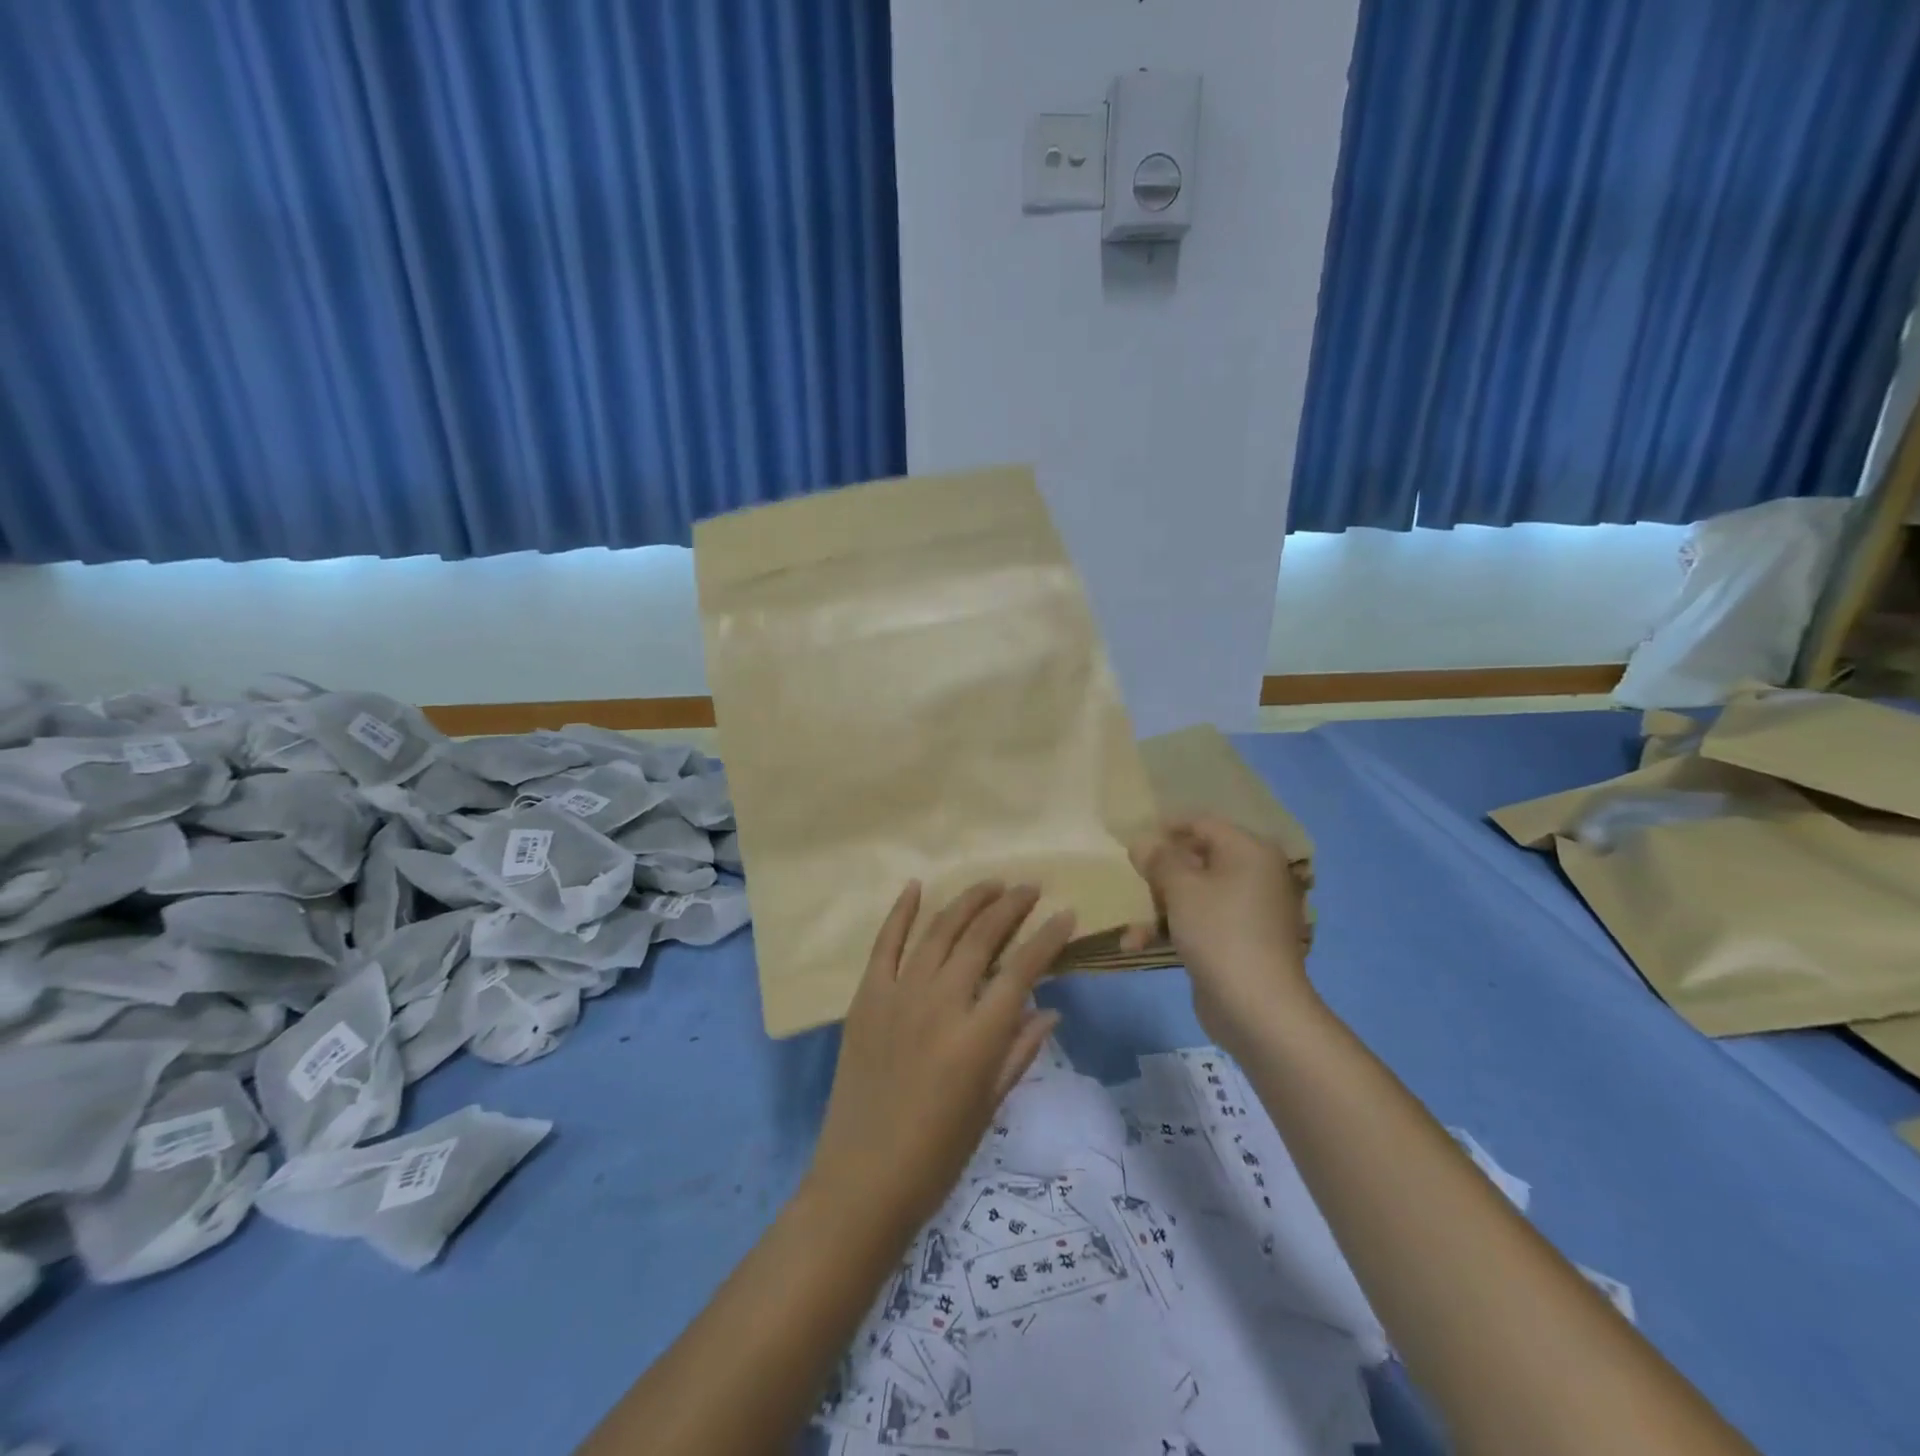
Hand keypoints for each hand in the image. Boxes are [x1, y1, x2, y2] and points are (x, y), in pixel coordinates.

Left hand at [807, 881, 1074, 1235]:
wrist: (862, 1180)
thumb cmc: (937, 1155)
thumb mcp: (990, 1106)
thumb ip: (1019, 1051)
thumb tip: (1049, 1008)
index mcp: (977, 1036)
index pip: (1022, 970)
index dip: (1048, 938)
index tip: (1066, 914)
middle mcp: (940, 1003)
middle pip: (980, 938)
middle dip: (1010, 906)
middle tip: (1029, 888)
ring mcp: (898, 995)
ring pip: (938, 930)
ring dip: (967, 902)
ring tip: (991, 884)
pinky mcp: (866, 998)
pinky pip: (885, 944)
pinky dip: (900, 912)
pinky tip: (916, 886)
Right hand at [1128, 815, 1316, 1055]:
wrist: (1258, 1008)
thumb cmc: (1219, 932)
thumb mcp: (1180, 888)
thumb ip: (1159, 859)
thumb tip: (1143, 842)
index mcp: (1249, 851)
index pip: (1203, 823)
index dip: (1166, 828)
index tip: (1132, 839)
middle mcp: (1255, 875)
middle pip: (1198, 859)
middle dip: (1159, 873)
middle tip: (1131, 879)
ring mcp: (1249, 910)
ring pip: (1195, 894)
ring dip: (1159, 907)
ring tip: (1130, 928)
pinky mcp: (1239, 941)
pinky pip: (1201, 922)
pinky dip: (1173, 929)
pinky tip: (1137, 945)